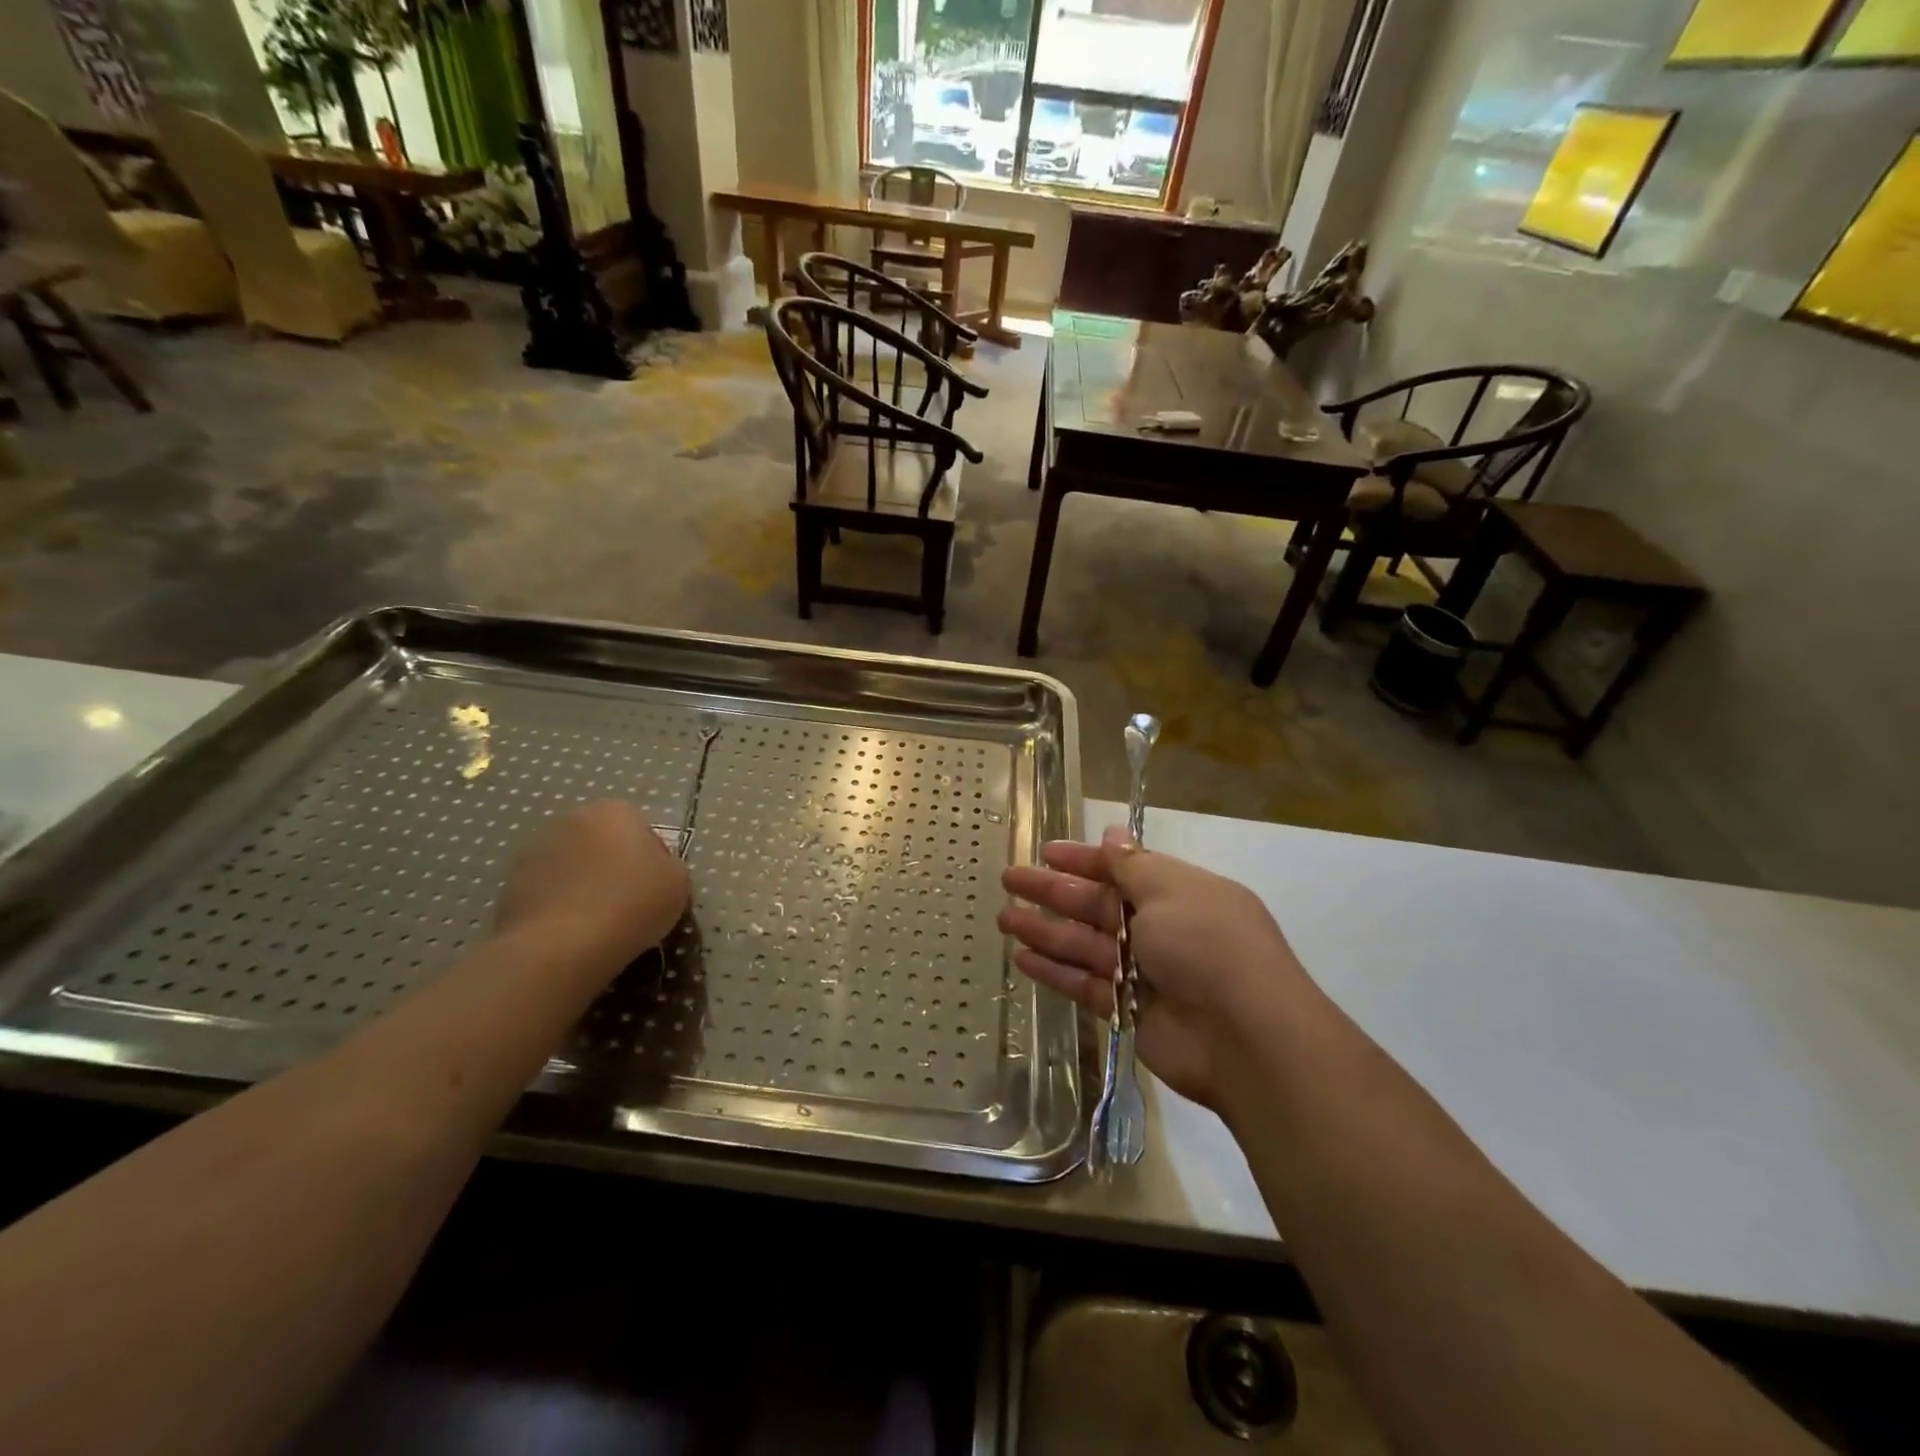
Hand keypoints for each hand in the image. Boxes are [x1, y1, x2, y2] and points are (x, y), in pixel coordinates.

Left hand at [496, 801, 689, 966]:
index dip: (652, 860)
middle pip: (602, 843)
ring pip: (572, 867)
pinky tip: (570, 935)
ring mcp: (533, 852)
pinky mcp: (507, 886)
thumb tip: (652, 869)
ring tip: (596, 924)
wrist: (560, 947)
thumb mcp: (678, 882)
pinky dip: (558, 907)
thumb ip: (669, 865)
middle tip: (628, 904)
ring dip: (583, 885)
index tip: (655, 889)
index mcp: (614, 811)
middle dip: (613, 867)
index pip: (642, 829)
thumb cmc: (631, 904)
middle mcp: (570, 820)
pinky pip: (547, 893)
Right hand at [999, 828, 1309, 1109]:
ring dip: (1045, 931)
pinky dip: (1055, 972)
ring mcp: (1144, 972)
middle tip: (1009, 880)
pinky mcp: (1129, 1011)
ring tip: (1004, 919)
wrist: (1244, 1036)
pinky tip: (1021, 960)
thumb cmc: (1206, 944)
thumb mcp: (1170, 890)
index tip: (1045, 852)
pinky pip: (1085, 984)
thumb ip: (1132, 866)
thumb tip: (1113, 832)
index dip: (1084, 859)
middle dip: (1053, 892)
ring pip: (1085, 944)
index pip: (1122, 869)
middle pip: (1097, 904)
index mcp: (1177, 892)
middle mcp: (1161, 928)